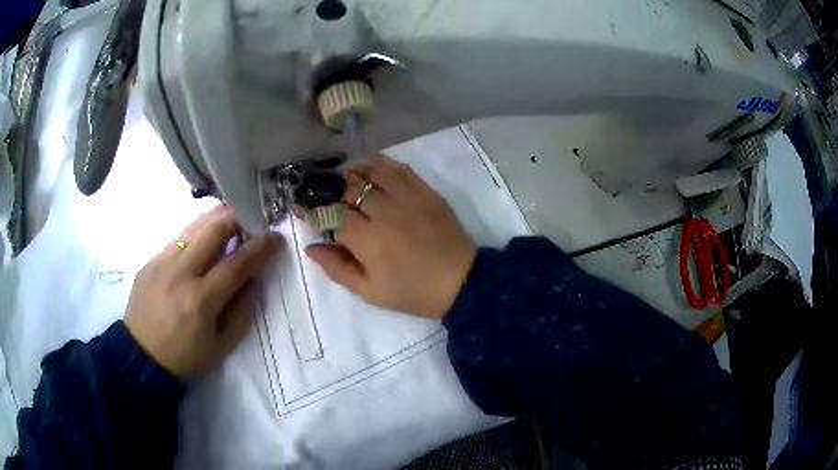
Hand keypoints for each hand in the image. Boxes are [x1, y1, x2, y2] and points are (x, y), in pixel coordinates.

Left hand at [125, 204, 278, 380]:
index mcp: (201, 300)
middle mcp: (180, 273)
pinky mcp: (150, 261)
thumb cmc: (185, 358)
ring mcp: (162, 263)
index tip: (275, 238)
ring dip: (215, 219)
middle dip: (238, 218)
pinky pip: (177, 240)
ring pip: (193, 228)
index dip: (260, 248)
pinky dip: (195, 235)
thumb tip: (254, 279)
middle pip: (213, 231)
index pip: (237, 263)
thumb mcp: (222, 346)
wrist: (141, 357)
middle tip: (251, 218)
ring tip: (230, 217)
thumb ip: (241, 310)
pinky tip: (201, 241)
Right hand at [305, 155, 476, 318]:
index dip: (310, 209)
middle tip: (317, 190)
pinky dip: (380, 164)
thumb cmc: (413, 291)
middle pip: (347, 188)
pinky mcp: (425, 190)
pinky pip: (398, 168)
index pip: (329, 214)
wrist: (460, 280)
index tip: (299, 206)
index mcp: (367, 240)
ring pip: (371, 171)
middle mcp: (383, 211)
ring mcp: (406, 197)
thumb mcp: (370, 291)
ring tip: (341, 177)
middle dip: (326, 188)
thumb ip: (338, 268)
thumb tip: (311, 247)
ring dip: (351, 171)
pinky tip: (370, 167)